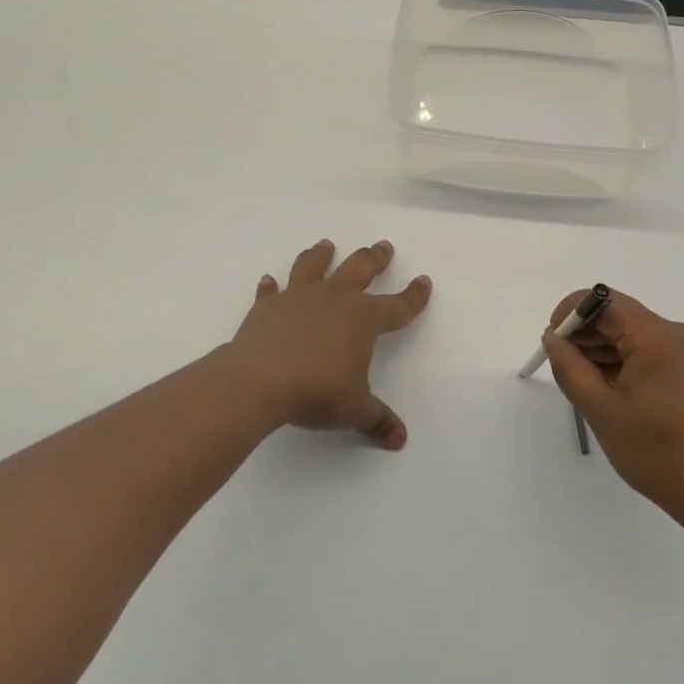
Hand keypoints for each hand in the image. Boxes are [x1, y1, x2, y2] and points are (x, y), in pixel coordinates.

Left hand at [226, 239, 431, 449]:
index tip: (424, 282)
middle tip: (383, 245)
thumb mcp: (354, 409)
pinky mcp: (267, 306)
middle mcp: (334, 299)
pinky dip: (270, 287)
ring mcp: (298, 297)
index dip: (414, 296)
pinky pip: (271, 291)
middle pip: (360, 269)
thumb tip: (400, 438)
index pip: (397, 306)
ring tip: (326, 245)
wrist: (260, 380)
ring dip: (321, 255)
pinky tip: (268, 281)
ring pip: (314, 266)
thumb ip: (377, 420)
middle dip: (374, 258)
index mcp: (363, 319)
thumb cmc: (317, 391)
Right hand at [542, 290, 683, 539]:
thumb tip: (553, 338)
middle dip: (587, 337)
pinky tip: (616, 395)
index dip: (571, 314)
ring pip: (635, 336)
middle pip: (620, 317)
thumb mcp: (601, 410)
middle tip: (565, 371)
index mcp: (658, 335)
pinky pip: (653, 353)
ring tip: (589, 389)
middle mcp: (681, 332)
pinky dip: (628, 365)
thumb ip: (569, 367)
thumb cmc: (659, 454)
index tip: (553, 343)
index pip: (604, 300)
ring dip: (606, 353)